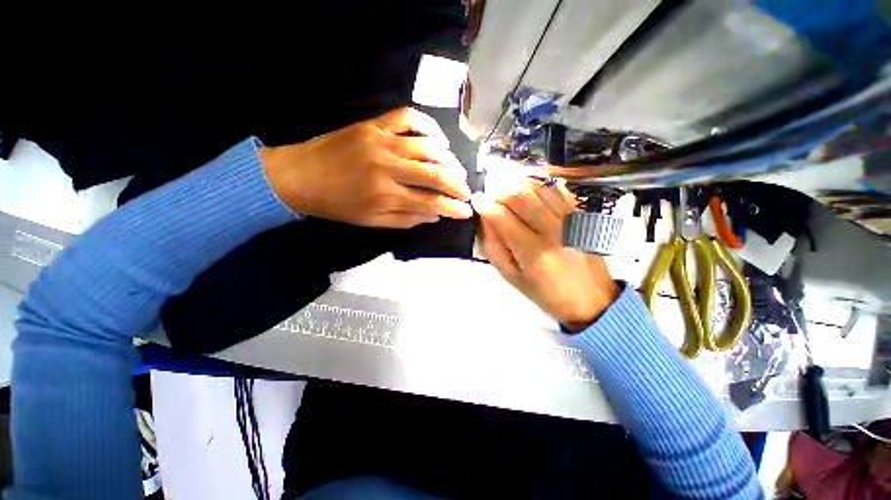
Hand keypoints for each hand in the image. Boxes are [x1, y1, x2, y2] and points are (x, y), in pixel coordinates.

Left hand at [261, 107, 472, 227]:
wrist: (299, 175)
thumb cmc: (337, 205)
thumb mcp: (372, 221)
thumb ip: (406, 219)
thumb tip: (435, 215)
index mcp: (385, 195)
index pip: (430, 202)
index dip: (452, 208)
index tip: (467, 212)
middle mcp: (388, 166)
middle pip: (435, 174)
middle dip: (457, 185)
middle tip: (467, 192)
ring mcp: (381, 140)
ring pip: (428, 146)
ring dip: (449, 160)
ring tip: (457, 171)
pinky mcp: (374, 124)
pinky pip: (408, 117)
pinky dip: (428, 126)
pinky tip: (437, 140)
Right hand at [471, 179, 619, 331]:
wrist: (590, 297)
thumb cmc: (545, 292)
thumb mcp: (511, 277)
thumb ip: (493, 247)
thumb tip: (484, 220)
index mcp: (534, 253)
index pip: (503, 218)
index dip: (485, 205)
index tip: (476, 201)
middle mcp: (553, 231)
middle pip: (520, 195)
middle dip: (499, 192)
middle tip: (492, 200)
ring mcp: (569, 219)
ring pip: (538, 187)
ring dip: (517, 187)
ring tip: (509, 199)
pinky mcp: (579, 214)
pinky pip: (556, 189)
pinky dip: (537, 186)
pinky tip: (530, 196)